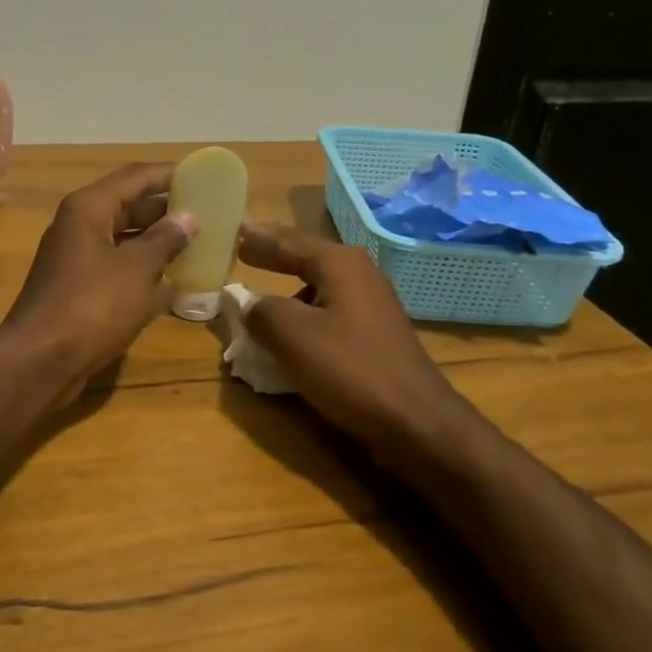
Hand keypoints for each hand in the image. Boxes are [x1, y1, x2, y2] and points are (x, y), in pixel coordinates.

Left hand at [0, 163, 196, 400]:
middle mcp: (78, 225)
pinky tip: (168, 276)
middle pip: (127, 205)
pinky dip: (140, 265)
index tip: (203, 176)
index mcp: (88, 208)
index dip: (169, 174)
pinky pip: (115, 263)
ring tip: (195, 241)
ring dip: (155, 238)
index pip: (135, 177)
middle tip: (206, 212)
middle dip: (165, 207)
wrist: (41, 360)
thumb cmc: (92, 305)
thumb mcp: (137, 269)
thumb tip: (188, 216)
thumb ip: (165, 239)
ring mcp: (75, 257)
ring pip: (122, 236)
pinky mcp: (76, 286)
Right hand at [238, 222, 464, 453]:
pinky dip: (304, 312)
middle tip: (244, 248)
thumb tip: (246, 302)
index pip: (290, 241)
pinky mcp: (375, 334)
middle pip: (308, 256)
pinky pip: (329, 311)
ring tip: (262, 293)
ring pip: (319, 285)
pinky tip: (292, 330)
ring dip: (289, 287)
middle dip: (275, 254)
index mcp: (340, 264)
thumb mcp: (293, 336)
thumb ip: (262, 311)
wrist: (415, 421)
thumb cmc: (350, 369)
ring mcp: (372, 305)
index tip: (235, 229)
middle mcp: (359, 275)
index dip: (260, 238)